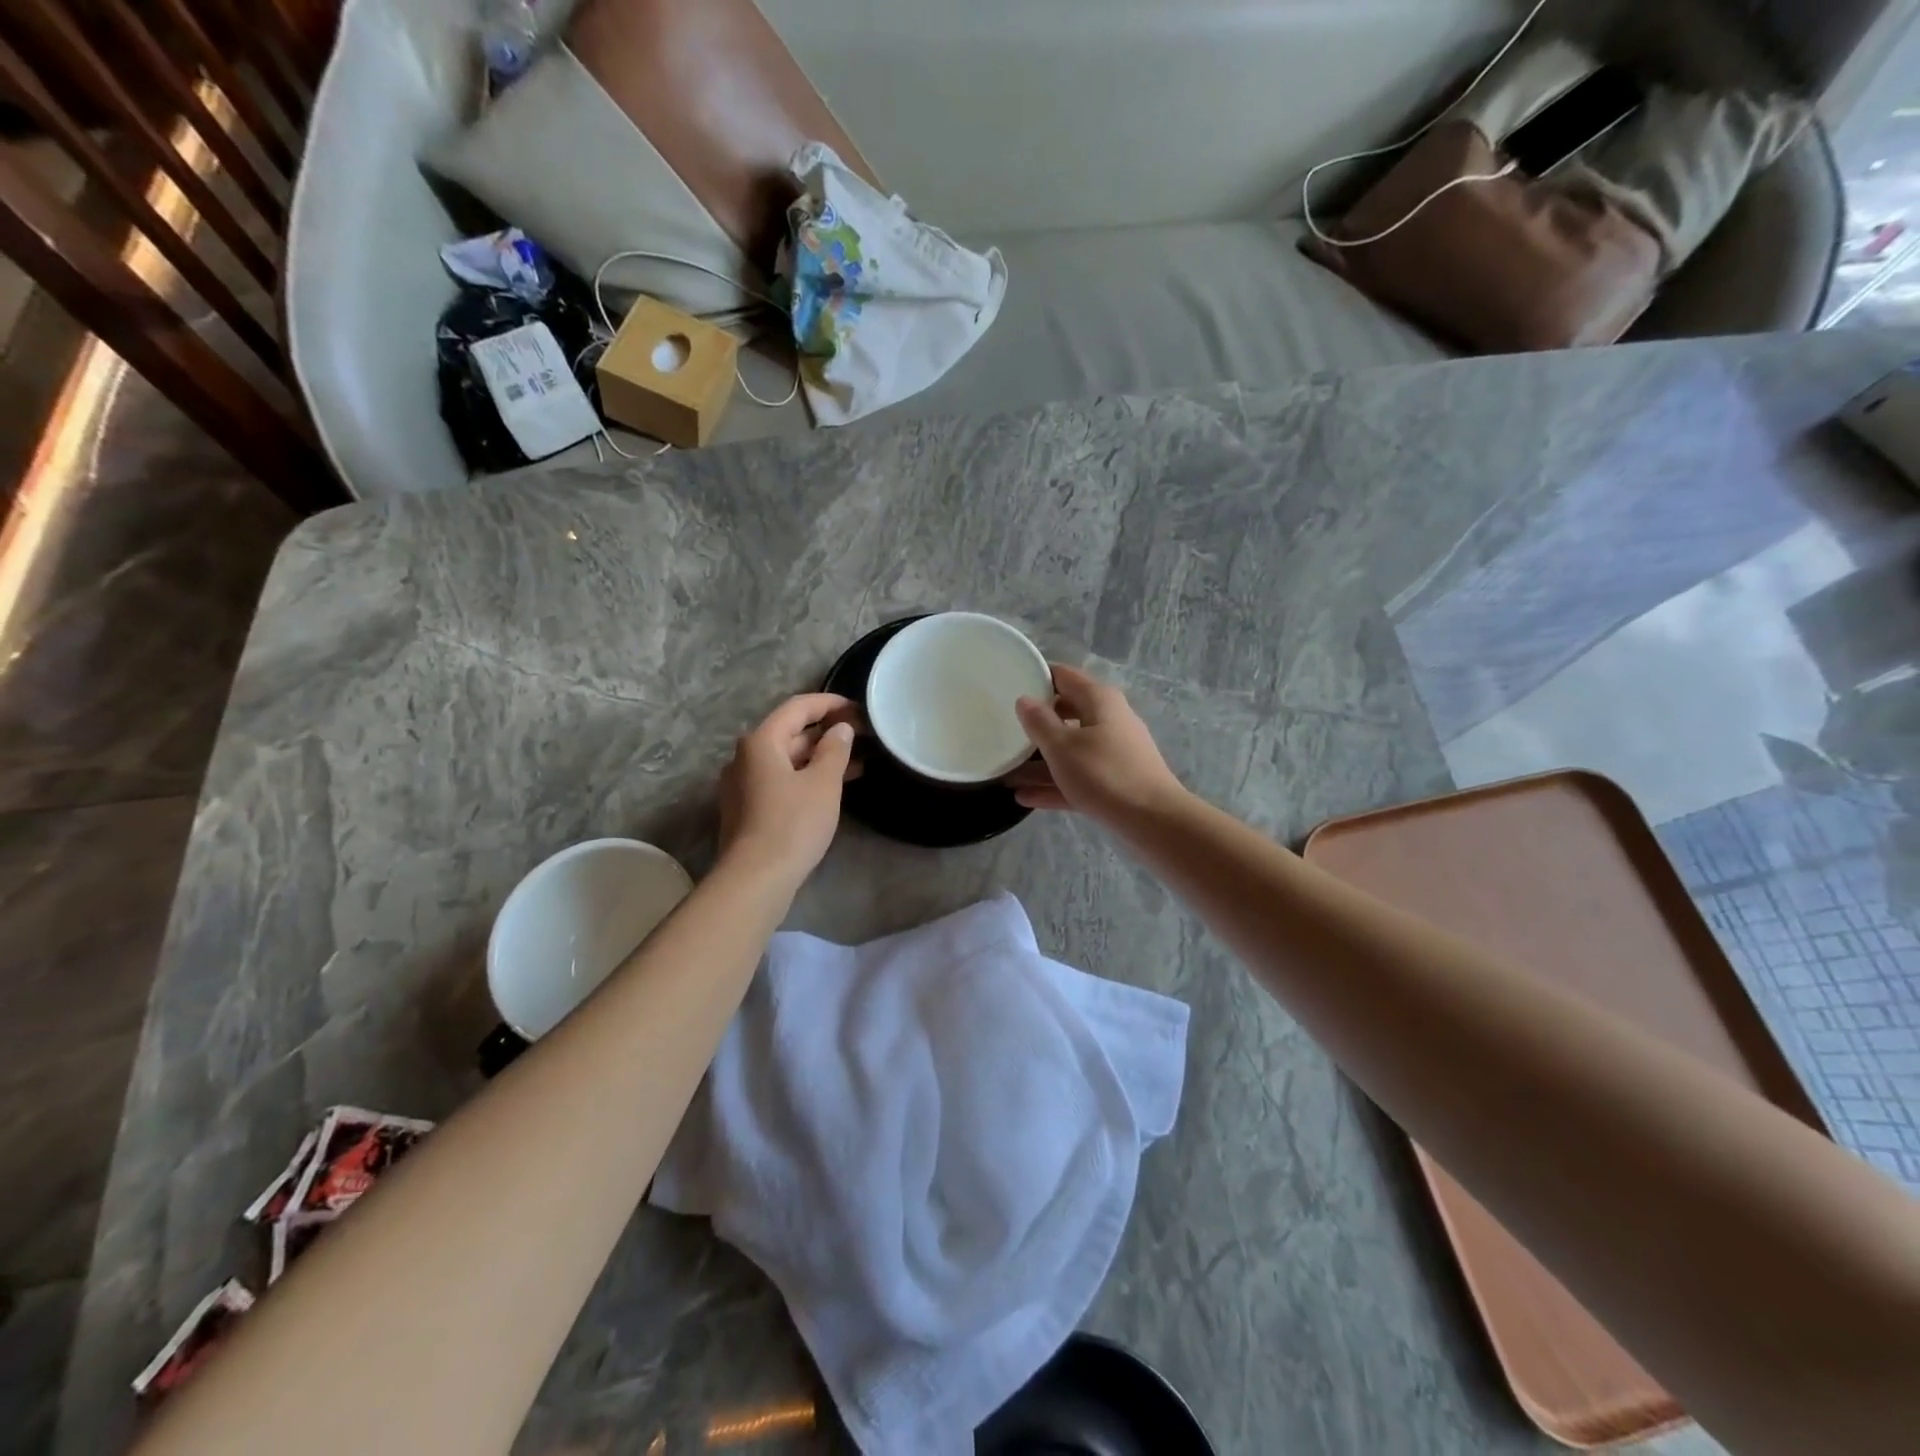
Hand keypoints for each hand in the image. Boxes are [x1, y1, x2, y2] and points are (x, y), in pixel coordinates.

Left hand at [718, 694, 858, 887]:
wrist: (755, 878)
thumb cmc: (793, 824)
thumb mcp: (823, 784)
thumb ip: (835, 750)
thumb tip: (840, 729)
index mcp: (761, 742)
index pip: (798, 708)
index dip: (829, 703)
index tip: (858, 709)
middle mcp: (746, 757)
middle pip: (789, 733)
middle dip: (826, 733)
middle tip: (862, 737)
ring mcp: (743, 784)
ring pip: (786, 760)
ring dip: (819, 758)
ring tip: (856, 764)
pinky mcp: (747, 808)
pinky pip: (780, 780)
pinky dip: (806, 777)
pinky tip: (831, 788)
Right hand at [1006, 665, 1186, 825]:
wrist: (1153, 820)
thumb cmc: (1104, 773)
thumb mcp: (1062, 746)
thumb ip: (1039, 722)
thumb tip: (1024, 700)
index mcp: (1099, 700)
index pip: (1064, 676)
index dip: (1038, 677)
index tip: (1009, 683)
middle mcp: (1109, 720)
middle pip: (1066, 713)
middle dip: (1037, 723)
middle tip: (1005, 728)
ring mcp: (1113, 753)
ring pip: (1070, 750)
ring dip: (1040, 761)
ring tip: (1006, 772)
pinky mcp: (1114, 782)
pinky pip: (1078, 777)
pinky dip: (1054, 784)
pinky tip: (1024, 798)